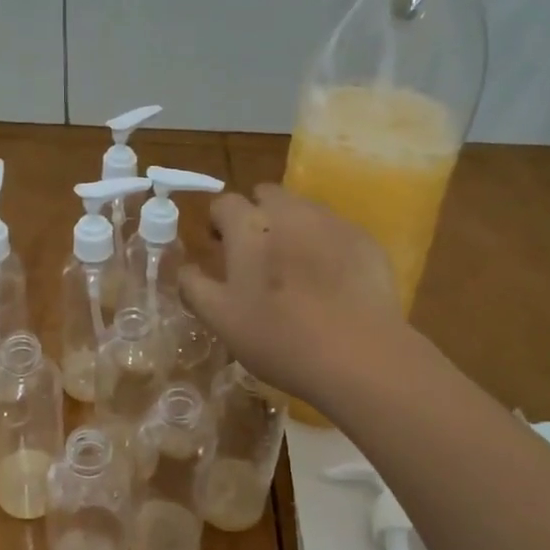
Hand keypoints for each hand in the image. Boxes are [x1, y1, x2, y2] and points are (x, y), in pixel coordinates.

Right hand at [179, 184, 405, 409]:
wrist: (358, 354)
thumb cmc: (279, 337)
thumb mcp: (221, 320)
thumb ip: (195, 286)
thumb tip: (184, 268)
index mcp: (249, 226)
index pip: (224, 203)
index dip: (219, 223)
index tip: (221, 248)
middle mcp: (289, 211)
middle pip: (266, 195)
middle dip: (257, 215)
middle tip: (258, 255)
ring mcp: (331, 221)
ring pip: (303, 209)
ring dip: (292, 227)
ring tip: (296, 268)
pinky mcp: (364, 239)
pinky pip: (335, 230)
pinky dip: (326, 244)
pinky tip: (331, 281)